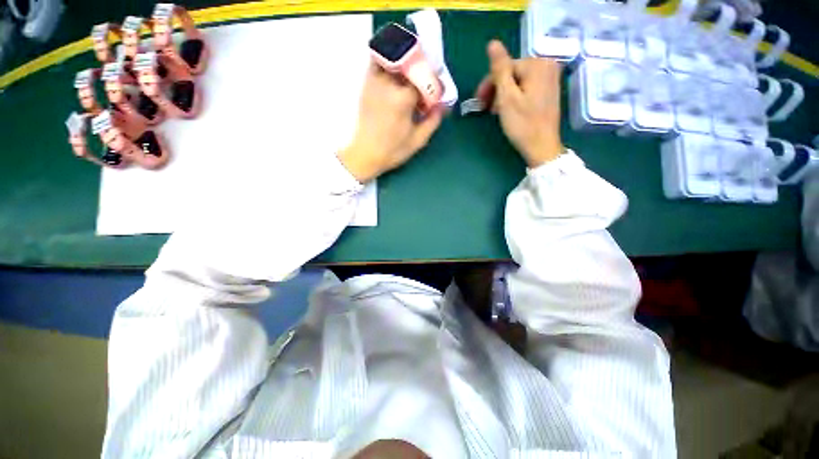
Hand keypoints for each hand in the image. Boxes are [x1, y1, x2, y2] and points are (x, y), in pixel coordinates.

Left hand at [339, 62, 443, 182]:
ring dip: (404, 64)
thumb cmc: (392, 150)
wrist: (365, 154)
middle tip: (425, 85)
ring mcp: (374, 82)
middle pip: (410, 64)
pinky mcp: (366, 85)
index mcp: (402, 98)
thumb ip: (433, 121)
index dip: (433, 86)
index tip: (436, 95)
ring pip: (393, 58)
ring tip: (410, 79)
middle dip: (421, 71)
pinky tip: (395, 77)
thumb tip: (443, 106)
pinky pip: (378, 63)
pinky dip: (388, 63)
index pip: (424, 79)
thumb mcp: (418, 140)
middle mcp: (388, 83)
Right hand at [475, 40, 562, 167]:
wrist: (542, 147)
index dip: (489, 84)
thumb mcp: (507, 97)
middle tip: (485, 109)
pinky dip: (514, 98)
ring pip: (518, 81)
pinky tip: (507, 110)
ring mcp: (550, 79)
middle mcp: (547, 66)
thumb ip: (500, 70)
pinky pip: (526, 88)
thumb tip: (492, 43)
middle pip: (512, 73)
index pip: (506, 67)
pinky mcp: (549, 91)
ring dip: (503, 95)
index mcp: (537, 65)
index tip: (478, 101)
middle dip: (496, 90)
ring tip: (494, 112)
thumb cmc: (523, 124)